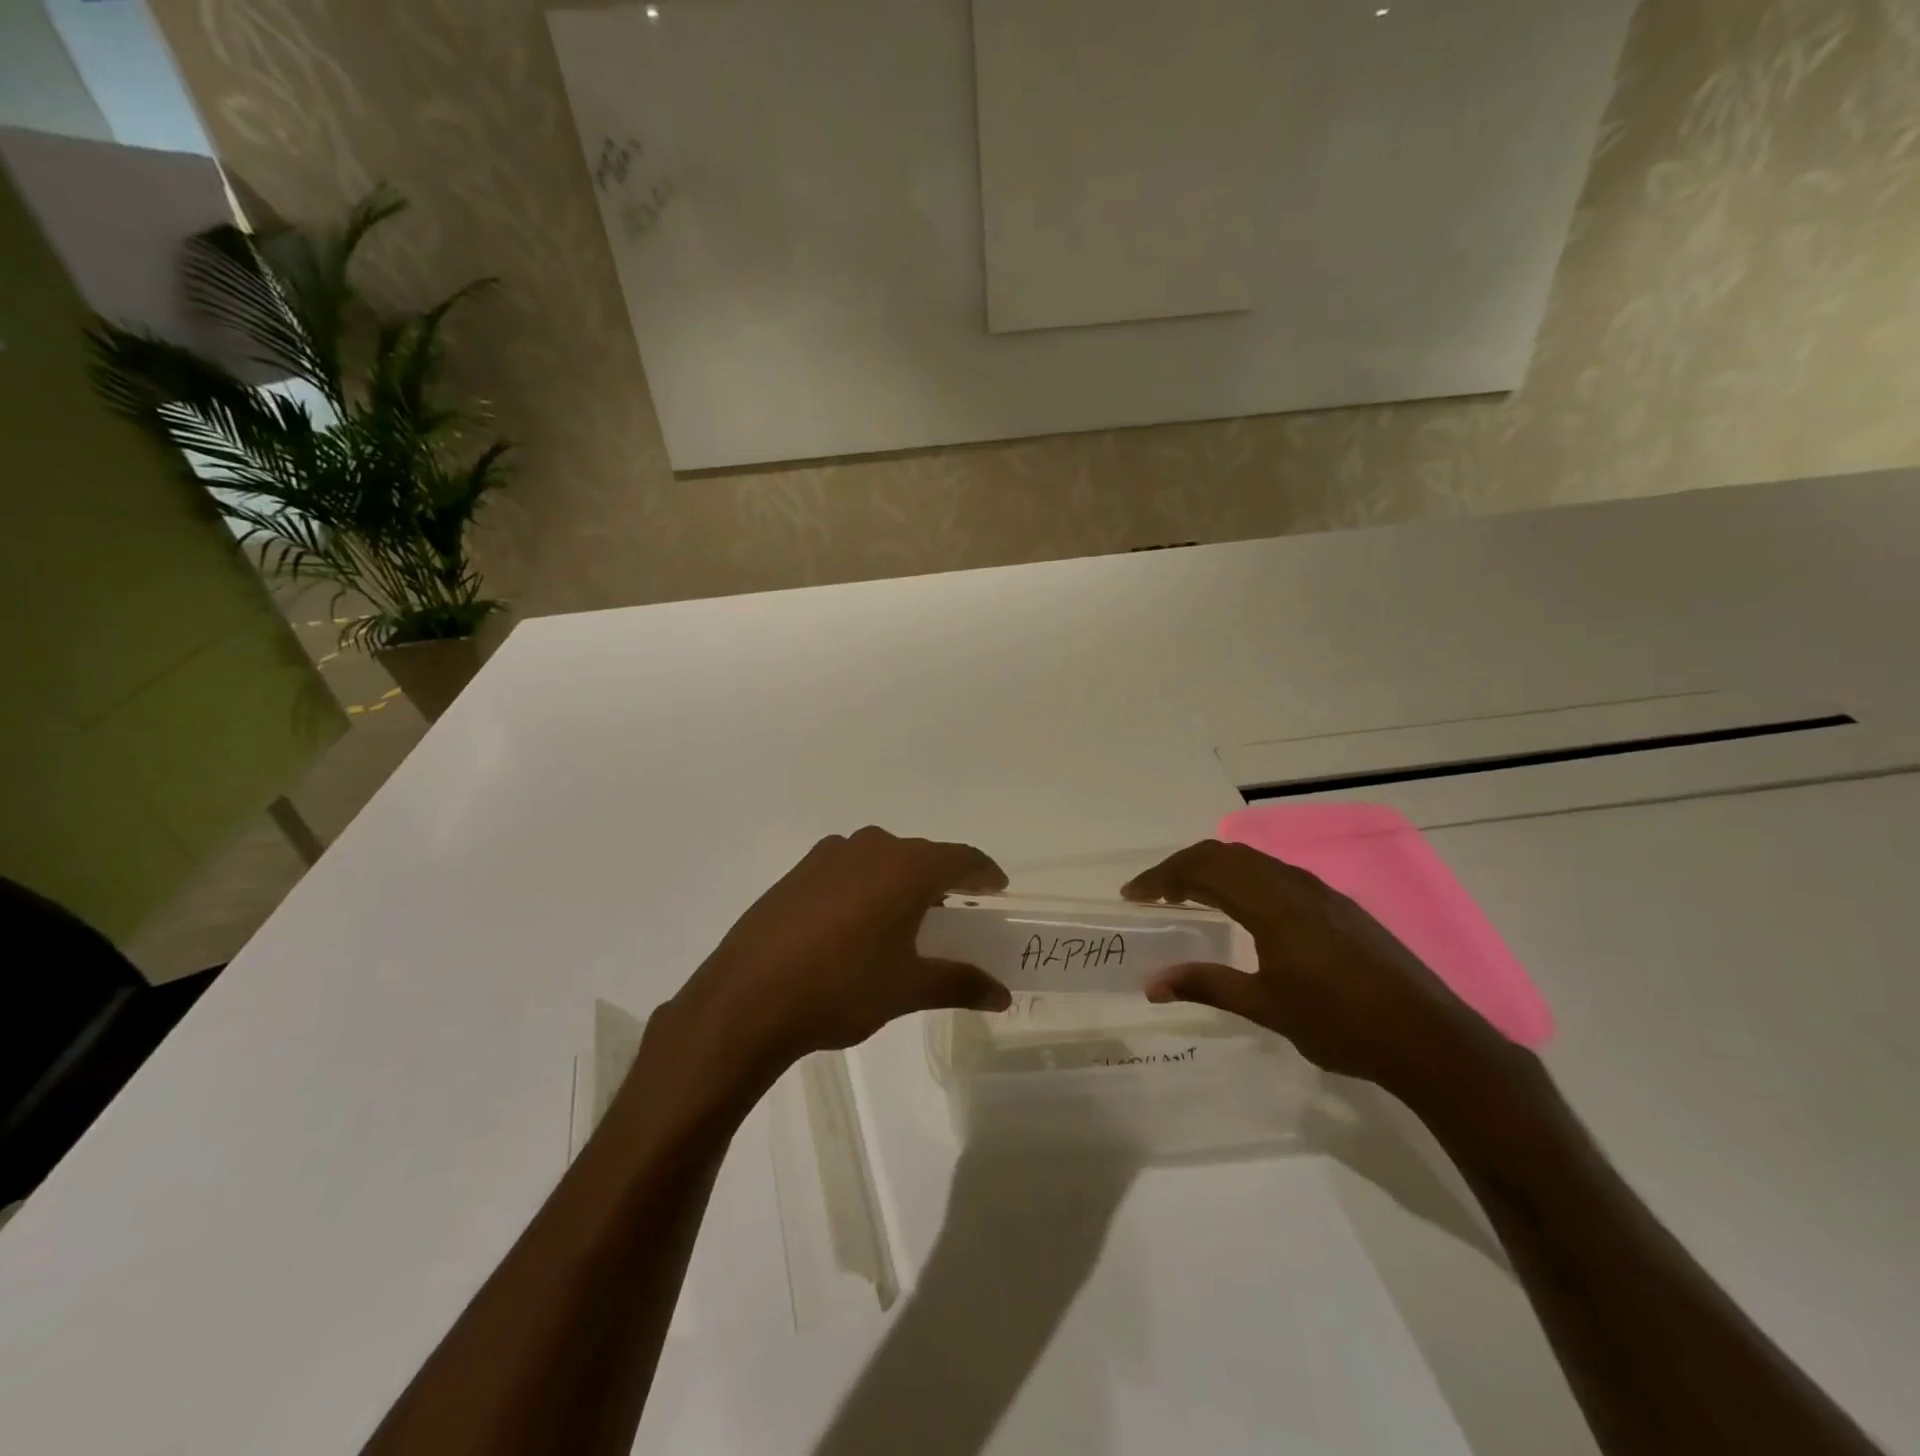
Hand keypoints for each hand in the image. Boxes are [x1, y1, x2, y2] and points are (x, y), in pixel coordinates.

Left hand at [668, 827, 1012, 1085]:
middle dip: (943, 882)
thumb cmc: (842, 988)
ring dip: (902, 882)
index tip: (996, 889)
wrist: (746, 999)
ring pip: (883, 860)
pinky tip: (857, 924)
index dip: (984, 874)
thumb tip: (1001, 995)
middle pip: (922, 857)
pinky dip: (867, 887)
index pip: (962, 858)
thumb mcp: (908, 989)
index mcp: (907, 867)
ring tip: (905, 922)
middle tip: (955, 915)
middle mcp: (871, 847)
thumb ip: (960, 983)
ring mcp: (829, 855)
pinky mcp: (799, 871)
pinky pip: (849, 869)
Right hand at [1122, 840, 1521, 1103]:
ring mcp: (1319, 892)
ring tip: (1187, 898)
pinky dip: (1241, 879)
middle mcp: (1293, 884)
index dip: (1160, 878)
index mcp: (1271, 903)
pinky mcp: (1337, 906)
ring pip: (1251, 860)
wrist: (1430, 1039)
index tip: (1131, 895)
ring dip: (1212, 870)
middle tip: (1152, 894)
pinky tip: (1240, 910)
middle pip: (1223, 854)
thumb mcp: (1266, 1007)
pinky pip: (1274, 873)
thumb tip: (1151, 984)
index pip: (1202, 870)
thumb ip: (1206, 986)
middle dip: (1181, 867)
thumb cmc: (1341, 1024)